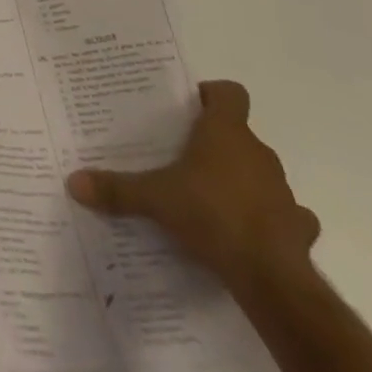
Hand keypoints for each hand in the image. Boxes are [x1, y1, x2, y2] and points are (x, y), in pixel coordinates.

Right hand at [66, 80, 318, 288]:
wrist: (272, 279)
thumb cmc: (212, 215)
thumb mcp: (155, 198)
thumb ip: (117, 189)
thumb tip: (73, 182)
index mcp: (226, 132)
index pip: (230, 93)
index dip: (212, 95)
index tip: (190, 108)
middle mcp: (259, 153)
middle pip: (241, 134)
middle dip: (218, 143)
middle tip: (185, 157)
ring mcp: (284, 191)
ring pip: (262, 173)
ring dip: (244, 181)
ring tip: (213, 199)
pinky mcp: (299, 229)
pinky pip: (287, 215)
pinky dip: (272, 220)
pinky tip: (251, 234)